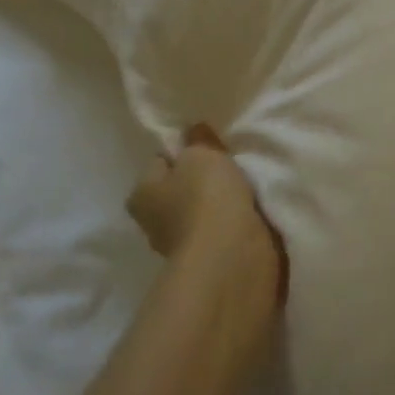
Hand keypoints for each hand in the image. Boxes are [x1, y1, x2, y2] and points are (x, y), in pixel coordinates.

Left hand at [128, 123, 288, 305]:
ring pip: (203, 212)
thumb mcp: (201, 154)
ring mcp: (184, 247)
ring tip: (246, 188)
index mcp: (142, 195)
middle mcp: (155, 224)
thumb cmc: (205, 198)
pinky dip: (235, 224)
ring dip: (221, 204)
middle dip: (201, 180)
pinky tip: (252, 212)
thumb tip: (193, 132)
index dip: (182, 151)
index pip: (159, 162)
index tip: (207, 145)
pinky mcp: (211, 262)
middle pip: (180, 189)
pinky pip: (223, 231)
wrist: (232, 257)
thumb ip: (198, 141)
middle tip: (228, 165)